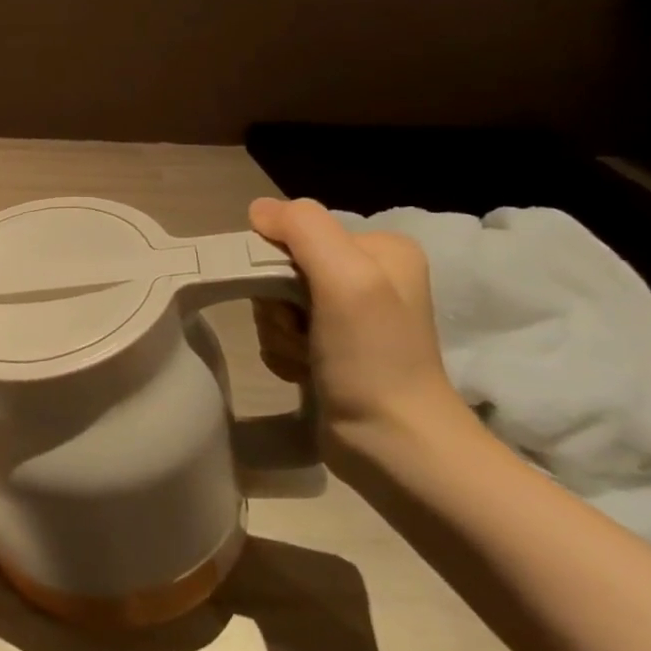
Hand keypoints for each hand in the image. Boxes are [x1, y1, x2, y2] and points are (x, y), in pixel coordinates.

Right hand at [248, 197, 469, 467]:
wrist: (392, 442)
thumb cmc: (372, 356)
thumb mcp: (346, 278)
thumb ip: (304, 230)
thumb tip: (258, 208)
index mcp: (380, 249)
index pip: (295, 233)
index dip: (275, 264)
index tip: (293, 300)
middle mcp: (367, 276)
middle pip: (280, 269)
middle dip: (276, 305)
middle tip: (302, 333)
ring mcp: (348, 316)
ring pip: (273, 305)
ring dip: (277, 334)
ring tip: (306, 359)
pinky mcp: (331, 349)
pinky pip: (279, 334)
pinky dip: (282, 354)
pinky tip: (303, 372)